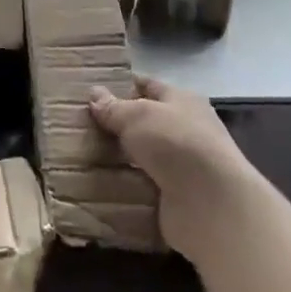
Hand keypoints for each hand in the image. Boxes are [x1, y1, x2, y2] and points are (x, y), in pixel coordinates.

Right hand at [89, 75, 249, 258]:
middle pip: (143, 124)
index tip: (89, 93)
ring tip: (80, 157)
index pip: (148, 86)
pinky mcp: (175, 198)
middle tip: (77, 127)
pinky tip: (96, 186)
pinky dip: (123, 188)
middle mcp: (184, 131)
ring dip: (116, 160)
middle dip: (114, 127)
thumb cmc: (176, 144)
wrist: (212, 205)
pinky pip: (141, 187)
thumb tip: (95, 94)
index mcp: (182, 101)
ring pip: (140, 158)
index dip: (121, 87)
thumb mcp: (138, 115)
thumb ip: (114, 107)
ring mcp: (181, 167)